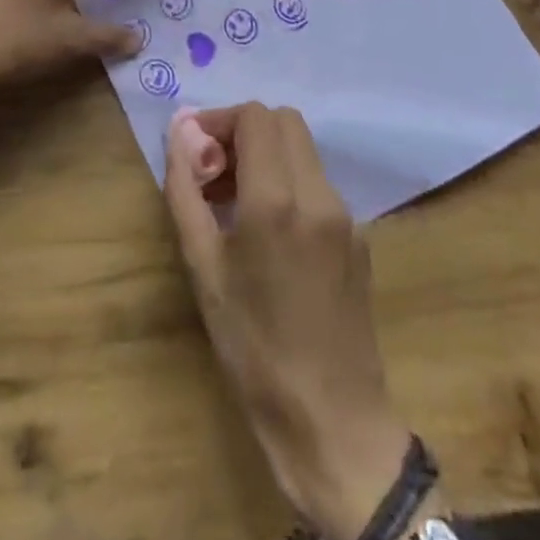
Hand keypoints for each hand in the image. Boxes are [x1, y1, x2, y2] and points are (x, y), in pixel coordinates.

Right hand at [164, 105, 424, 539]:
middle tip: (214, 170)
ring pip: (303, 150)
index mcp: (276, 200)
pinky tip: (268, 231)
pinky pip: (318, 184)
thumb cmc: (253, 348)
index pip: (255, 116)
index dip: (219, 120)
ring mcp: (346, 214)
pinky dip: (289, 182)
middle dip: (244, 131)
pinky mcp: (360, 236)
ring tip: (233, 201)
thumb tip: (178, 135)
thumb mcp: (204, 269)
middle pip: (284, 120)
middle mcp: (318, 194)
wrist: (332, 422)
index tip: (195, 151)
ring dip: (267, 155)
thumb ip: (186, 191)